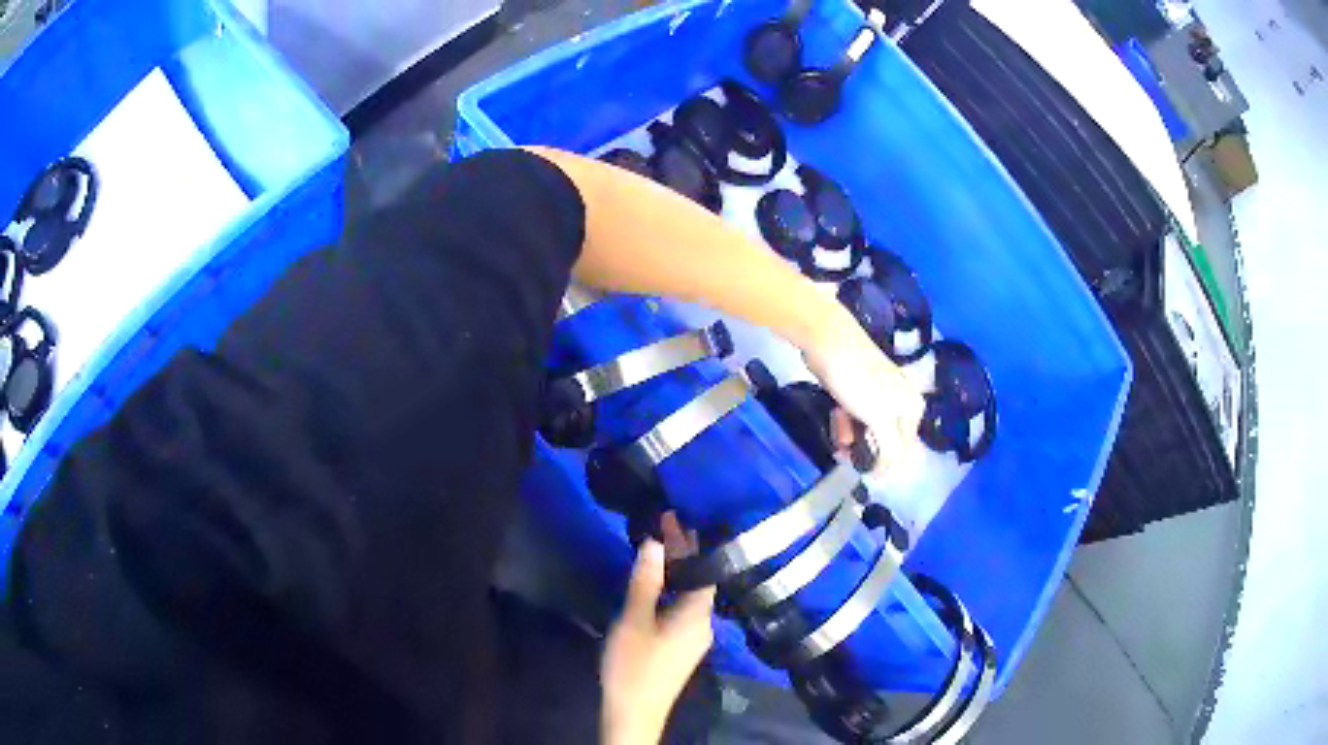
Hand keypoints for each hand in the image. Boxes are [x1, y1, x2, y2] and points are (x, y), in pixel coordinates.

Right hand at [601, 518, 715, 744]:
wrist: (635, 712)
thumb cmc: (634, 665)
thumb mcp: (634, 620)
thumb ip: (646, 581)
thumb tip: (656, 541)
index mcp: (698, 614)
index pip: (704, 568)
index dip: (691, 541)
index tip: (675, 516)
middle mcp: (705, 623)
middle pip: (699, 580)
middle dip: (683, 554)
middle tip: (662, 525)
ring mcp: (696, 638)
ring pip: (691, 596)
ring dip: (677, 572)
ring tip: (657, 547)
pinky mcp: (683, 648)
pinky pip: (684, 609)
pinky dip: (673, 590)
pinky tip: (656, 585)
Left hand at [802, 308, 925, 476]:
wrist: (830, 341)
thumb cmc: (859, 382)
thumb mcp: (880, 419)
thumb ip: (889, 449)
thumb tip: (892, 473)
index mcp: (912, 406)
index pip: (903, 448)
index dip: (884, 463)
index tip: (863, 470)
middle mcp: (901, 399)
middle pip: (885, 438)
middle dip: (865, 449)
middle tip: (844, 456)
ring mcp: (878, 393)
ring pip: (868, 427)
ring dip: (852, 438)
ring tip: (837, 441)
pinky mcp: (857, 388)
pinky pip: (854, 415)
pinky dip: (845, 423)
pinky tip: (835, 422)